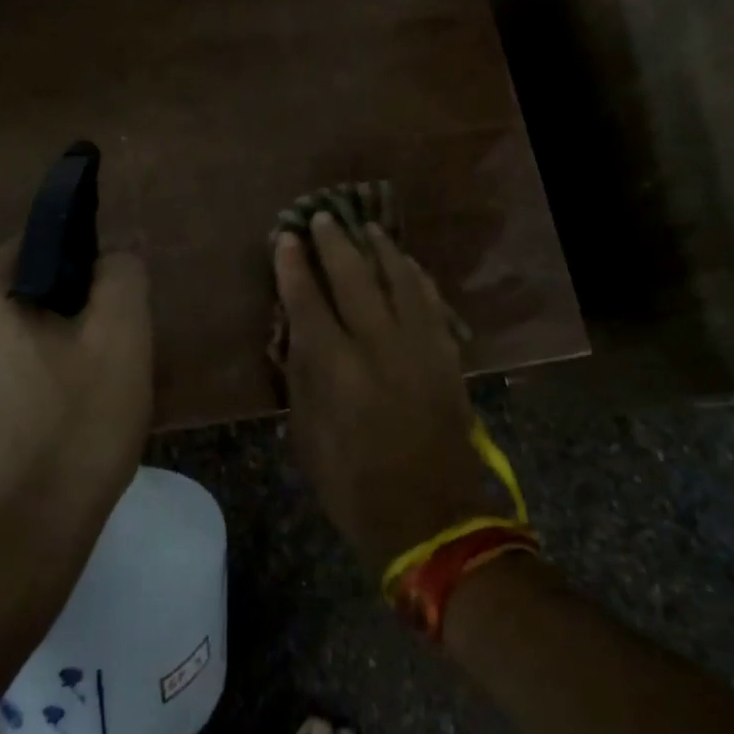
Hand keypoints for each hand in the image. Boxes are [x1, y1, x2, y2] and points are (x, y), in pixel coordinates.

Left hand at [0, 240, 152, 593]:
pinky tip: (41, 435)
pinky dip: (12, 395)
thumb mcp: (121, 342)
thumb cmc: (73, 435)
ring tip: (76, 406)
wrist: (10, 554)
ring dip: (37, 360)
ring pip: (0, 345)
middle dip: (62, 321)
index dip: (84, 272)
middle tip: (104, 367)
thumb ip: (123, 275)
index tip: (112, 317)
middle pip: (18, 300)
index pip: (38, 249)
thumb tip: (120, 245)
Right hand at [275, 213, 493, 575]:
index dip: (294, 266)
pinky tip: (408, 263)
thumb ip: (300, 377)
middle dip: (335, 242)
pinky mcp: (446, 354)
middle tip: (323, 217)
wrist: (430, 517)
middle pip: (354, 276)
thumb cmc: (354, 485)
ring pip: (399, 278)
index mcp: (336, 368)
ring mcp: (418, 345)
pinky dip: (416, 276)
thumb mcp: (307, 437)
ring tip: (367, 228)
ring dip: (380, 248)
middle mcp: (377, 344)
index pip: (307, 300)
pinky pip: (431, 300)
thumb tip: (295, 332)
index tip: (286, 238)